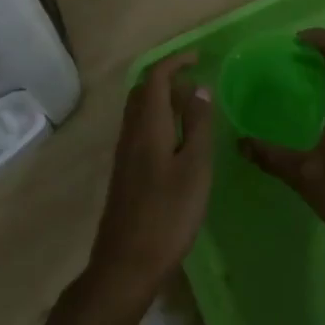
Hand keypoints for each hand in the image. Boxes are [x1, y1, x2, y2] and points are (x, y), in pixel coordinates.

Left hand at [86, 50, 214, 305]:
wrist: (126, 266)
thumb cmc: (167, 215)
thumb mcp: (194, 168)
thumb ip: (197, 125)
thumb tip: (199, 88)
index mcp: (147, 126)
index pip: (156, 78)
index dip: (176, 62)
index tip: (199, 58)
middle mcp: (131, 133)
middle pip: (143, 91)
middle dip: (168, 77)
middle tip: (196, 82)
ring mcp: (124, 154)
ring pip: (140, 111)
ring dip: (163, 99)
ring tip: (192, 108)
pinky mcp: (125, 173)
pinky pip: (140, 129)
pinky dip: (159, 119)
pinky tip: (178, 141)